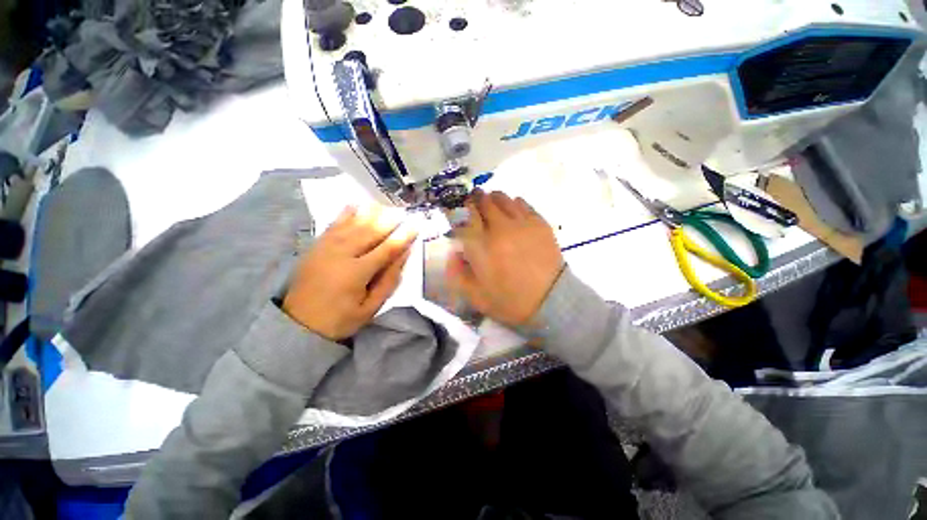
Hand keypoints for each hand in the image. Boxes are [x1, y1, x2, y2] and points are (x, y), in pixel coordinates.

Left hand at [284, 205, 417, 339]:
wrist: (298, 325)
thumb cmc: (340, 319)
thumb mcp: (371, 307)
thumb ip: (389, 281)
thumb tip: (404, 255)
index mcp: (357, 272)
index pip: (387, 249)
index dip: (403, 236)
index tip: (416, 226)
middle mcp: (341, 255)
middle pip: (370, 232)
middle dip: (389, 221)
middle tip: (404, 212)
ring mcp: (326, 248)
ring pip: (352, 225)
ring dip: (370, 214)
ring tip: (385, 205)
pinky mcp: (316, 247)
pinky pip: (332, 226)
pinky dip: (345, 214)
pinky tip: (355, 205)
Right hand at [447, 190, 564, 326]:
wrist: (550, 301)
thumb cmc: (509, 301)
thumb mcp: (475, 295)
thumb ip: (457, 273)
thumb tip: (453, 252)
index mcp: (481, 246)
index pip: (464, 217)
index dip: (458, 211)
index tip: (457, 213)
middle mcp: (499, 228)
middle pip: (483, 202)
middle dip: (475, 200)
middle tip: (474, 203)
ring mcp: (521, 223)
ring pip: (503, 198)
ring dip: (493, 199)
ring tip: (492, 205)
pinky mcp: (539, 223)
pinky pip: (523, 203)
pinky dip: (513, 203)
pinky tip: (513, 212)